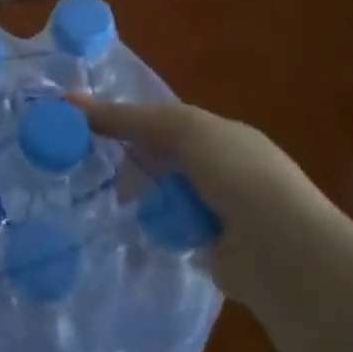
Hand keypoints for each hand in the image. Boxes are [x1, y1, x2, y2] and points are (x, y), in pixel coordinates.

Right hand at [70, 97, 334, 300]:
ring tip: (113, 205)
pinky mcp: (214, 248)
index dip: (128, 123)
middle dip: (132, 165)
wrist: (282, 250)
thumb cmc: (236, 174)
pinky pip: (172, 231)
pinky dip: (157, 230)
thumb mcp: (181, 130)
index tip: (88, 131)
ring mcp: (221, 211)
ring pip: (165, 196)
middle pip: (163, 159)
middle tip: (94, 173)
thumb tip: (70, 101)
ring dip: (143, 199)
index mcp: (222, 135)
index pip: (165, 122)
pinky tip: (136, 231)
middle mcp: (224, 169)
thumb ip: (129, 118)